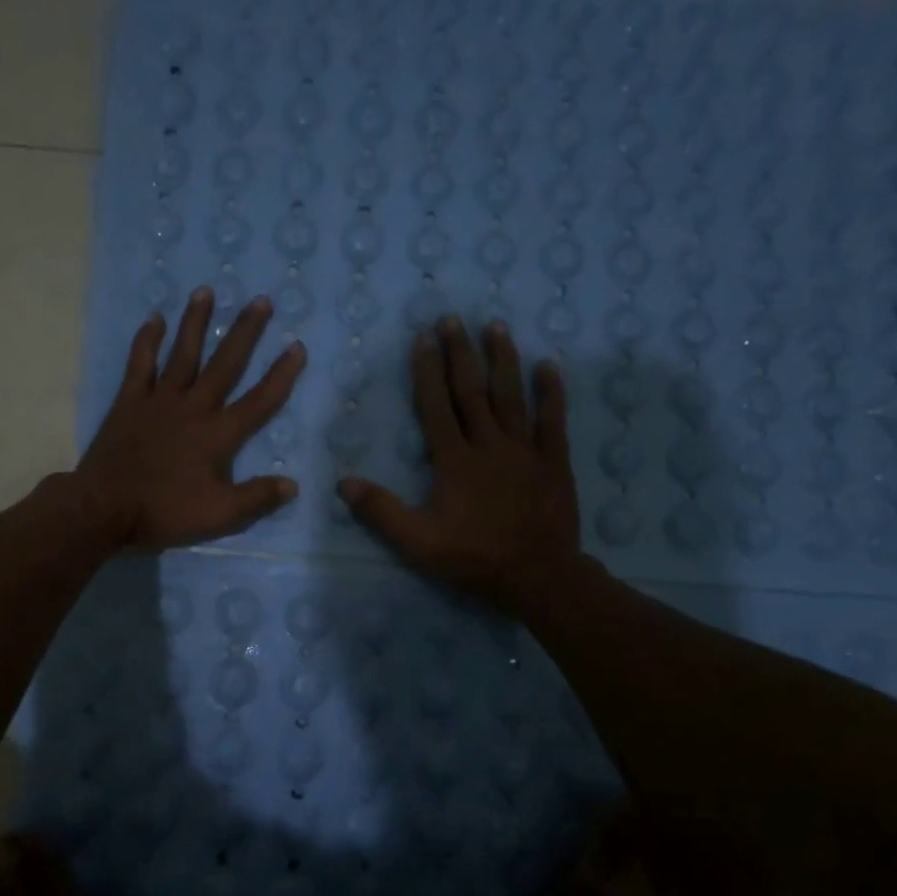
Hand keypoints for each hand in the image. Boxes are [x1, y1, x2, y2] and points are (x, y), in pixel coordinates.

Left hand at [75, 287, 305, 549]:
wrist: (105, 507)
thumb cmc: (164, 511)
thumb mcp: (219, 514)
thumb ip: (257, 497)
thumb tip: (293, 485)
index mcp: (218, 434)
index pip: (259, 400)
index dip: (281, 375)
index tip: (297, 346)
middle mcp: (193, 407)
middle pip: (224, 364)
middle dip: (245, 332)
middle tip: (260, 300)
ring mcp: (159, 400)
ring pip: (182, 353)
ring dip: (196, 322)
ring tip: (206, 291)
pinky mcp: (129, 401)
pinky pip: (141, 364)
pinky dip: (147, 341)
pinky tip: (155, 319)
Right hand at [338, 318, 579, 614]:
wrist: (538, 576)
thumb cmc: (474, 558)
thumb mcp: (418, 542)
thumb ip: (381, 511)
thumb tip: (343, 482)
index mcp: (454, 460)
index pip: (436, 406)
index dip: (428, 371)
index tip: (423, 338)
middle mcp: (489, 444)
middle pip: (472, 391)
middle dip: (460, 353)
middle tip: (453, 319)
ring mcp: (525, 450)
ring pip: (511, 396)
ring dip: (503, 360)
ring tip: (496, 326)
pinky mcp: (553, 462)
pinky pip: (552, 420)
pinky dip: (551, 393)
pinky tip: (549, 367)